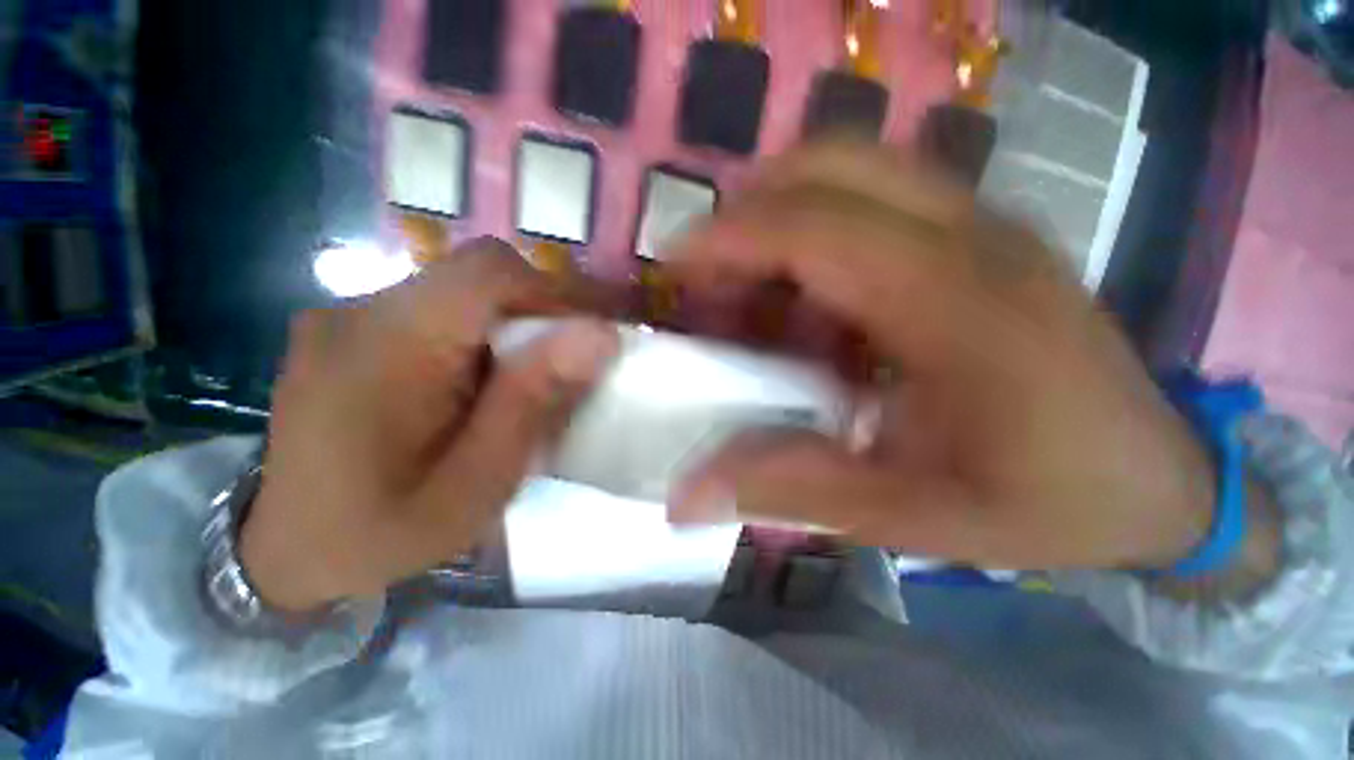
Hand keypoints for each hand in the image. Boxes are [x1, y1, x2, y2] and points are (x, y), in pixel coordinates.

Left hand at [240, 239, 618, 611]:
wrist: (288, 550)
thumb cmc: (383, 531)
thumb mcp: (477, 482)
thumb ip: (535, 401)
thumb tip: (599, 335)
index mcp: (385, 348)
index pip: (488, 273)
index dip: (557, 293)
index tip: (596, 332)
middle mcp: (360, 311)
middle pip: (480, 275)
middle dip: (541, 310)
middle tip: (573, 361)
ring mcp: (351, 315)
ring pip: (465, 290)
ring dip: (515, 323)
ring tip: (534, 376)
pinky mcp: (356, 328)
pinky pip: (442, 309)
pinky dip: (485, 333)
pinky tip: (488, 379)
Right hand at [668, 144, 1224, 571]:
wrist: (1164, 483)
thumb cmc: (1049, 505)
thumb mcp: (908, 517)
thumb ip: (790, 493)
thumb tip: (687, 497)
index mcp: (959, 306)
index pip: (816, 229)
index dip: (730, 238)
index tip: (675, 265)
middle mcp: (975, 237)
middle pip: (834, 164)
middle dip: (750, 209)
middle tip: (710, 274)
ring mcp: (987, 224)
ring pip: (855, 169)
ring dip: (781, 216)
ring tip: (749, 288)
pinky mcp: (986, 236)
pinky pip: (879, 201)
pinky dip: (819, 233)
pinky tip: (811, 301)